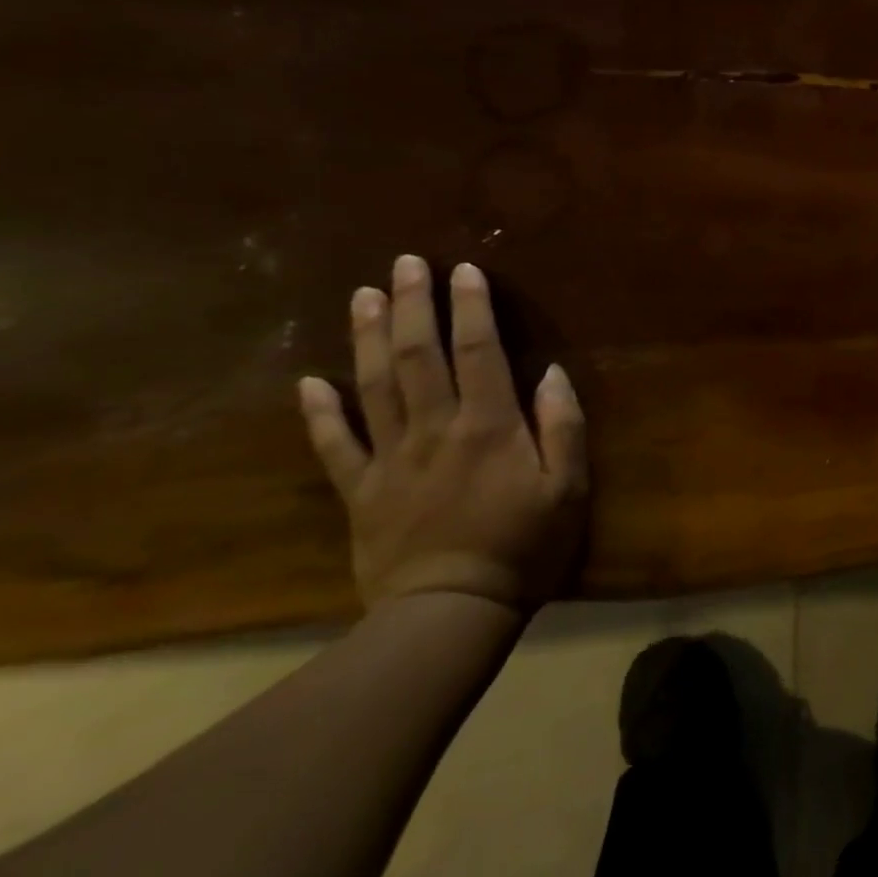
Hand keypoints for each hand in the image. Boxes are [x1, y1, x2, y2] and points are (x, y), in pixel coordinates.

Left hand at [297, 255, 590, 615]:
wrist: (452, 613)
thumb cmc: (524, 545)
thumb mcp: (568, 487)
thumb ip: (562, 426)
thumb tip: (551, 374)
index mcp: (489, 425)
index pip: (478, 351)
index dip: (471, 307)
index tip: (464, 270)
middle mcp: (436, 429)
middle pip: (419, 356)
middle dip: (413, 305)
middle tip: (405, 263)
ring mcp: (391, 459)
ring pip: (375, 387)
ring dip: (369, 338)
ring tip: (363, 296)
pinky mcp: (361, 492)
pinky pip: (335, 447)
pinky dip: (320, 413)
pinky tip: (309, 382)